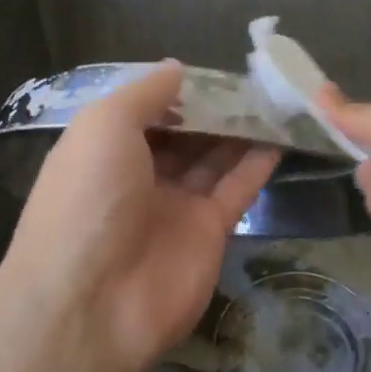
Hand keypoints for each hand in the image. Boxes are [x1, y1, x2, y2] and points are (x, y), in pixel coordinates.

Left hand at [0, 63, 278, 371]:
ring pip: (212, 159)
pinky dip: (257, 164)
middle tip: (254, 82)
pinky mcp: (208, 232)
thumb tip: (176, 68)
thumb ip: (145, 93)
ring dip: (240, 131)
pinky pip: (236, 189)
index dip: (176, 92)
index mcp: (105, 150)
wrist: (92, 303)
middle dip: (213, 110)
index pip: (145, 112)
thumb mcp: (104, 124)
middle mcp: (138, 176)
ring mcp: (174, 206)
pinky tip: (280, 137)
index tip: (212, 71)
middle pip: (183, 135)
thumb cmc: (89, 198)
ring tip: (274, 101)